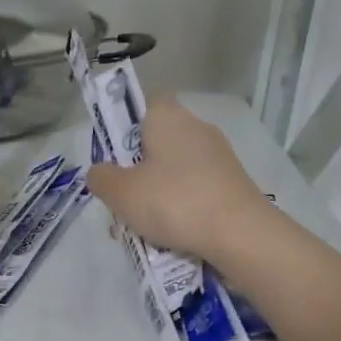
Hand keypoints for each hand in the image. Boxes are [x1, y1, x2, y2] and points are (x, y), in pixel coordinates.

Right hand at [86, 97, 266, 262]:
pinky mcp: (234, 182)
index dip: (126, 129)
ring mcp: (219, 156)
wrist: (239, 233)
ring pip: (176, 170)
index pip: (144, 106)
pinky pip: (196, 189)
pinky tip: (172, 234)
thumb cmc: (173, 201)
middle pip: (158, 143)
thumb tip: (100, 172)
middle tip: (123, 200)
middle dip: (139, 170)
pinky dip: (182, 207)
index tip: (115, 158)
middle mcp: (197, 127)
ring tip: (143, 227)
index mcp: (168, 117)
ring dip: (159, 193)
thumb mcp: (121, 193)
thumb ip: (101, 178)